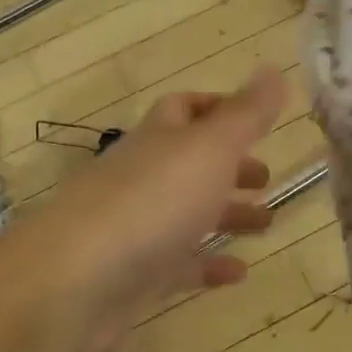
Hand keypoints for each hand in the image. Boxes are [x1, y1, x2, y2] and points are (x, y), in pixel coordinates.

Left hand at [0, 67, 286, 351]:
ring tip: (268, 222)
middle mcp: (144, 176)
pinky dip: (209, 264)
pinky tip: (239, 273)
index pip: (185, 109)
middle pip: (190, 163)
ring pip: (188, 213)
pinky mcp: (134, 275)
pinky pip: (179, 264)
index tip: (258, 120)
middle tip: (267, 178)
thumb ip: (246, 114)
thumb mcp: (210, 148)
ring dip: (227, 214)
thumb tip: (274, 69)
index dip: (220, 108)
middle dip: (230, 167)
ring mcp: (136, 227)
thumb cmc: (152, 201)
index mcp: (159, 139)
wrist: (76, 281)